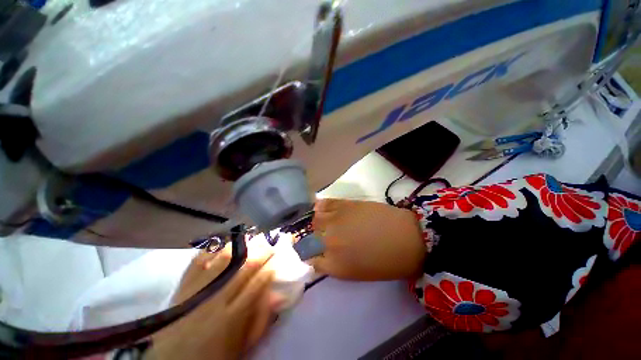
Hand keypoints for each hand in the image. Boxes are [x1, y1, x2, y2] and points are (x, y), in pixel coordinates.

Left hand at [147, 242, 281, 359]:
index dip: (270, 267)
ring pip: (222, 260)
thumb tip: (277, 294)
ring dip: (240, 246)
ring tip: (251, 238)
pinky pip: (198, 261)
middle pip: (243, 268)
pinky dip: (212, 249)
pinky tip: (223, 242)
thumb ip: (261, 320)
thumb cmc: (212, 356)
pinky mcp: (183, 286)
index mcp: (232, 317)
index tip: (278, 256)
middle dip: (260, 252)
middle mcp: (216, 299)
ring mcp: (197, 290)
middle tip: (270, 242)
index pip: (257, 284)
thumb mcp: (242, 346)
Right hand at [310, 199, 425, 280]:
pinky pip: (324, 204)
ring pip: (315, 220)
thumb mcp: (358, 274)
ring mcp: (335, 221)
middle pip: (310, 238)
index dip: (311, 256)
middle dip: (314, 239)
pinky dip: (320, 206)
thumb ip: (336, 265)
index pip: (310, 259)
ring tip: (325, 222)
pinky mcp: (344, 205)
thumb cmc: (387, 262)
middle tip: (323, 237)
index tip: (314, 252)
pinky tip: (322, 208)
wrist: (407, 238)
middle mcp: (330, 242)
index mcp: (334, 265)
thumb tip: (323, 255)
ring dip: (317, 222)